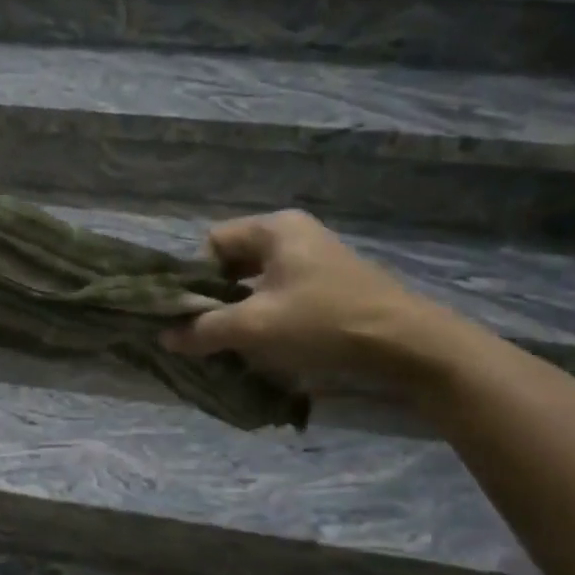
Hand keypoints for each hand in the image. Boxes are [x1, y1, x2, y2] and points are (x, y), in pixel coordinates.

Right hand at [162, 211, 453, 385]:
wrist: (409, 346)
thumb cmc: (324, 323)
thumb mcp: (255, 327)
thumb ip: (204, 329)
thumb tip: (165, 337)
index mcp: (275, 228)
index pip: (211, 243)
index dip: (193, 278)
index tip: (188, 313)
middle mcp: (294, 235)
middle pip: (233, 262)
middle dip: (214, 298)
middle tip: (203, 332)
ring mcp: (315, 259)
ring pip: (256, 282)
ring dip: (239, 311)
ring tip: (229, 343)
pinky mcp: (330, 285)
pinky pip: (280, 295)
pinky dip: (265, 316)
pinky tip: (263, 345)